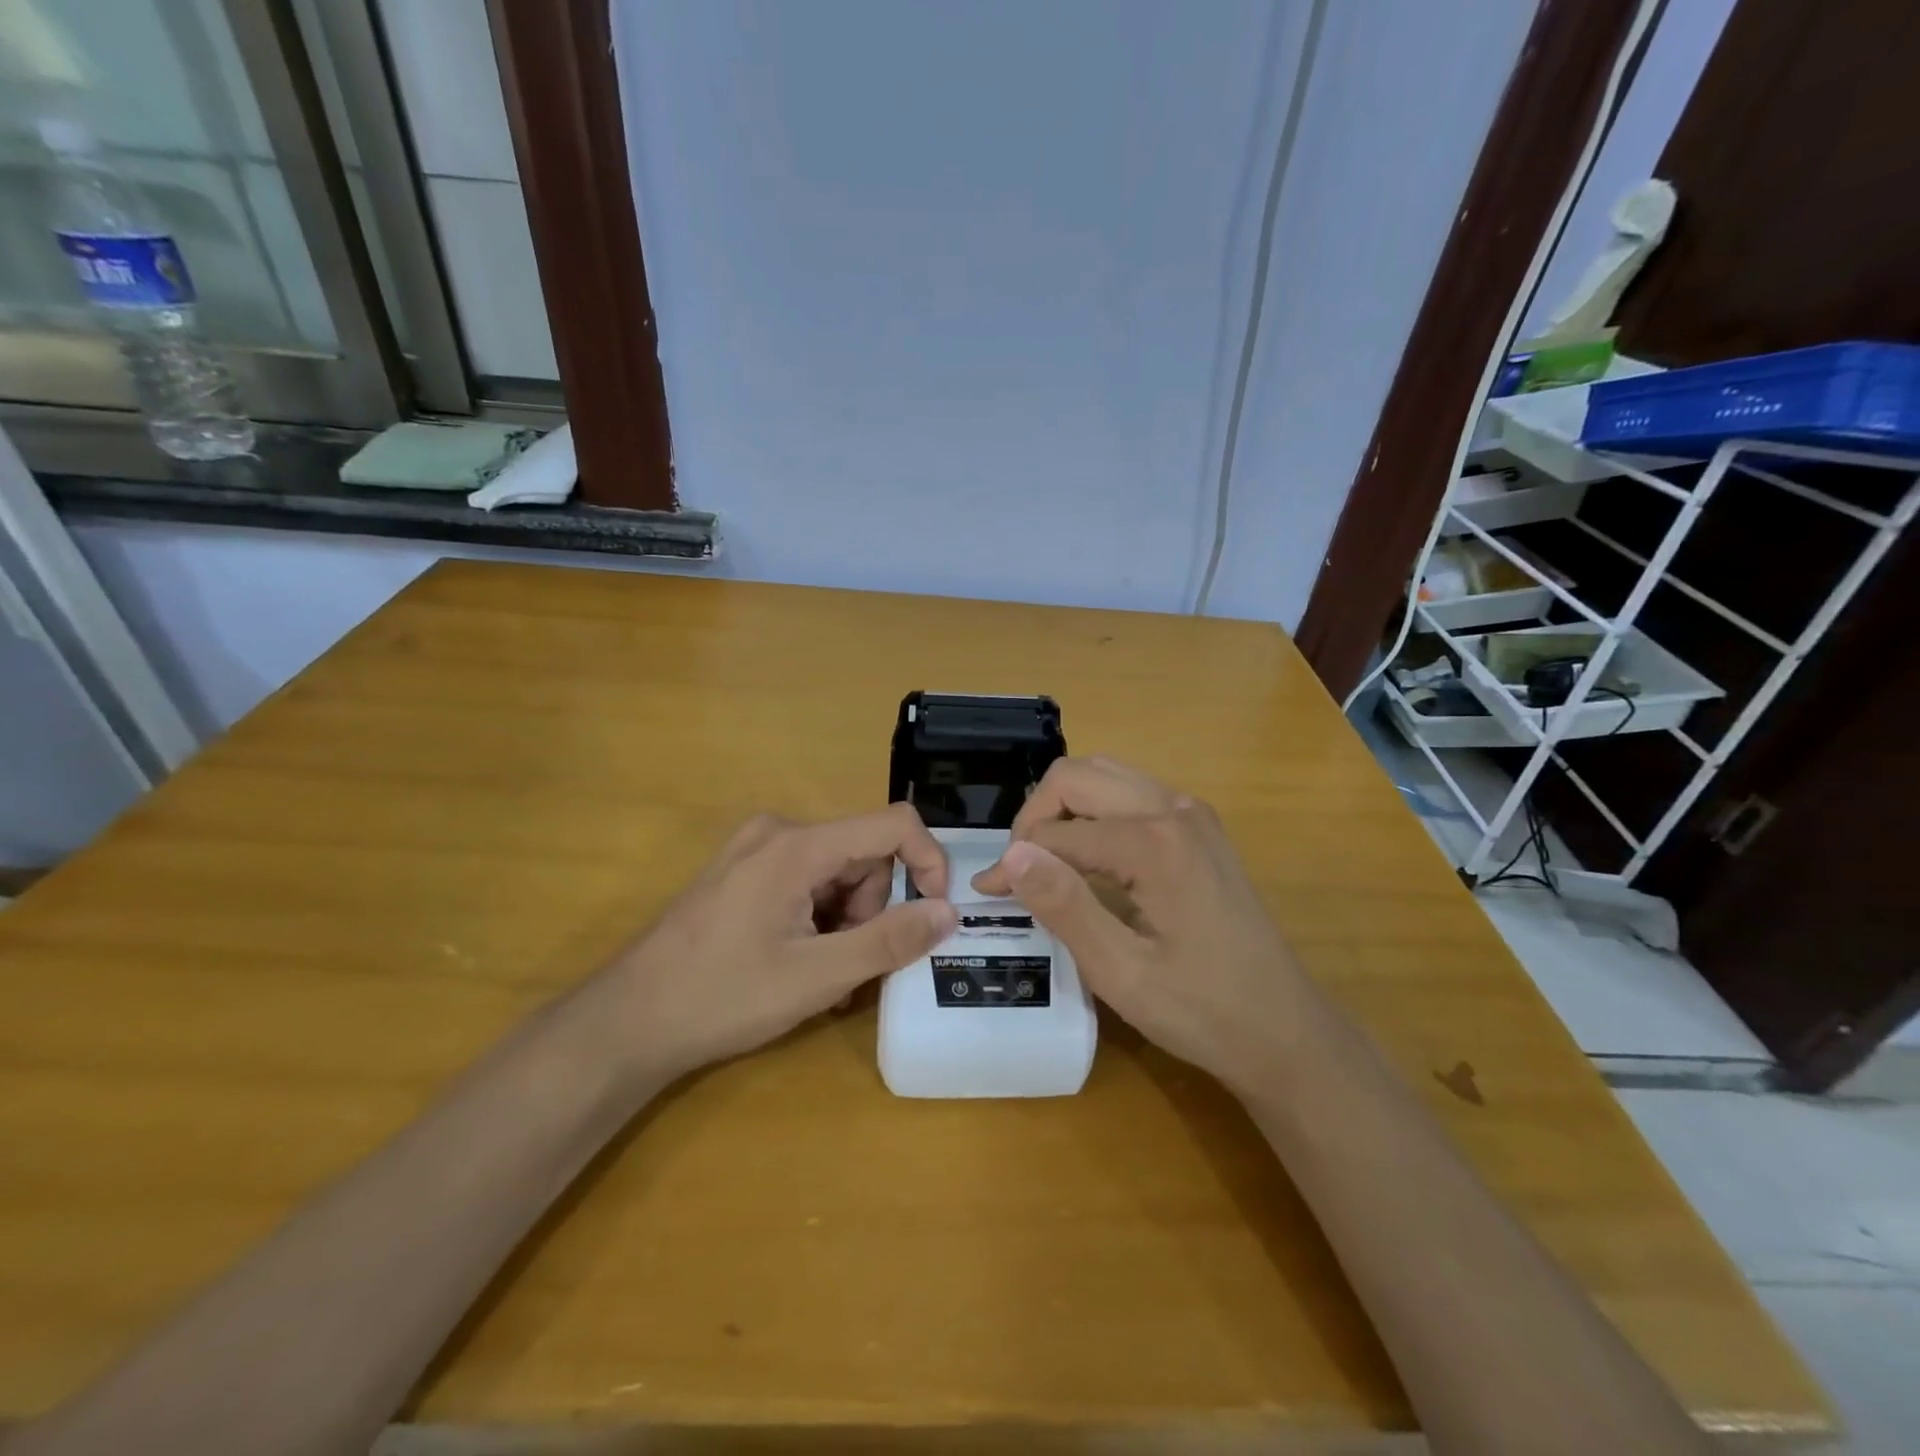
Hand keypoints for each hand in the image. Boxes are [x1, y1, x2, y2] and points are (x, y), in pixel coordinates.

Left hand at [606, 805, 956, 1085]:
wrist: (627, 1022)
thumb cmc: (723, 996)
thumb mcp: (817, 976)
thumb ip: (889, 940)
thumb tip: (948, 913)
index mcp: (798, 845)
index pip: (893, 825)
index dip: (928, 863)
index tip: (934, 915)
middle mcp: (777, 832)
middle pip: (863, 854)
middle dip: (873, 908)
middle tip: (853, 966)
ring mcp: (754, 850)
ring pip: (836, 871)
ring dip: (847, 920)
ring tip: (823, 975)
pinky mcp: (740, 872)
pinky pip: (805, 881)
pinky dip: (819, 918)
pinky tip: (800, 962)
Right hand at [972, 757, 1311, 1095]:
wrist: (1286, 1030)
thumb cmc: (1203, 1012)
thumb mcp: (1122, 972)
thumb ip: (1064, 906)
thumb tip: (1009, 856)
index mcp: (1155, 842)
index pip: (1058, 832)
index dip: (1014, 862)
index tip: (986, 894)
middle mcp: (1174, 808)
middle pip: (1078, 776)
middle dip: (1035, 817)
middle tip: (1018, 871)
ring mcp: (1192, 813)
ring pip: (1104, 776)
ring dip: (1063, 809)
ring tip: (1045, 862)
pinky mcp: (1198, 827)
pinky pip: (1130, 794)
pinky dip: (1094, 813)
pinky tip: (1088, 858)